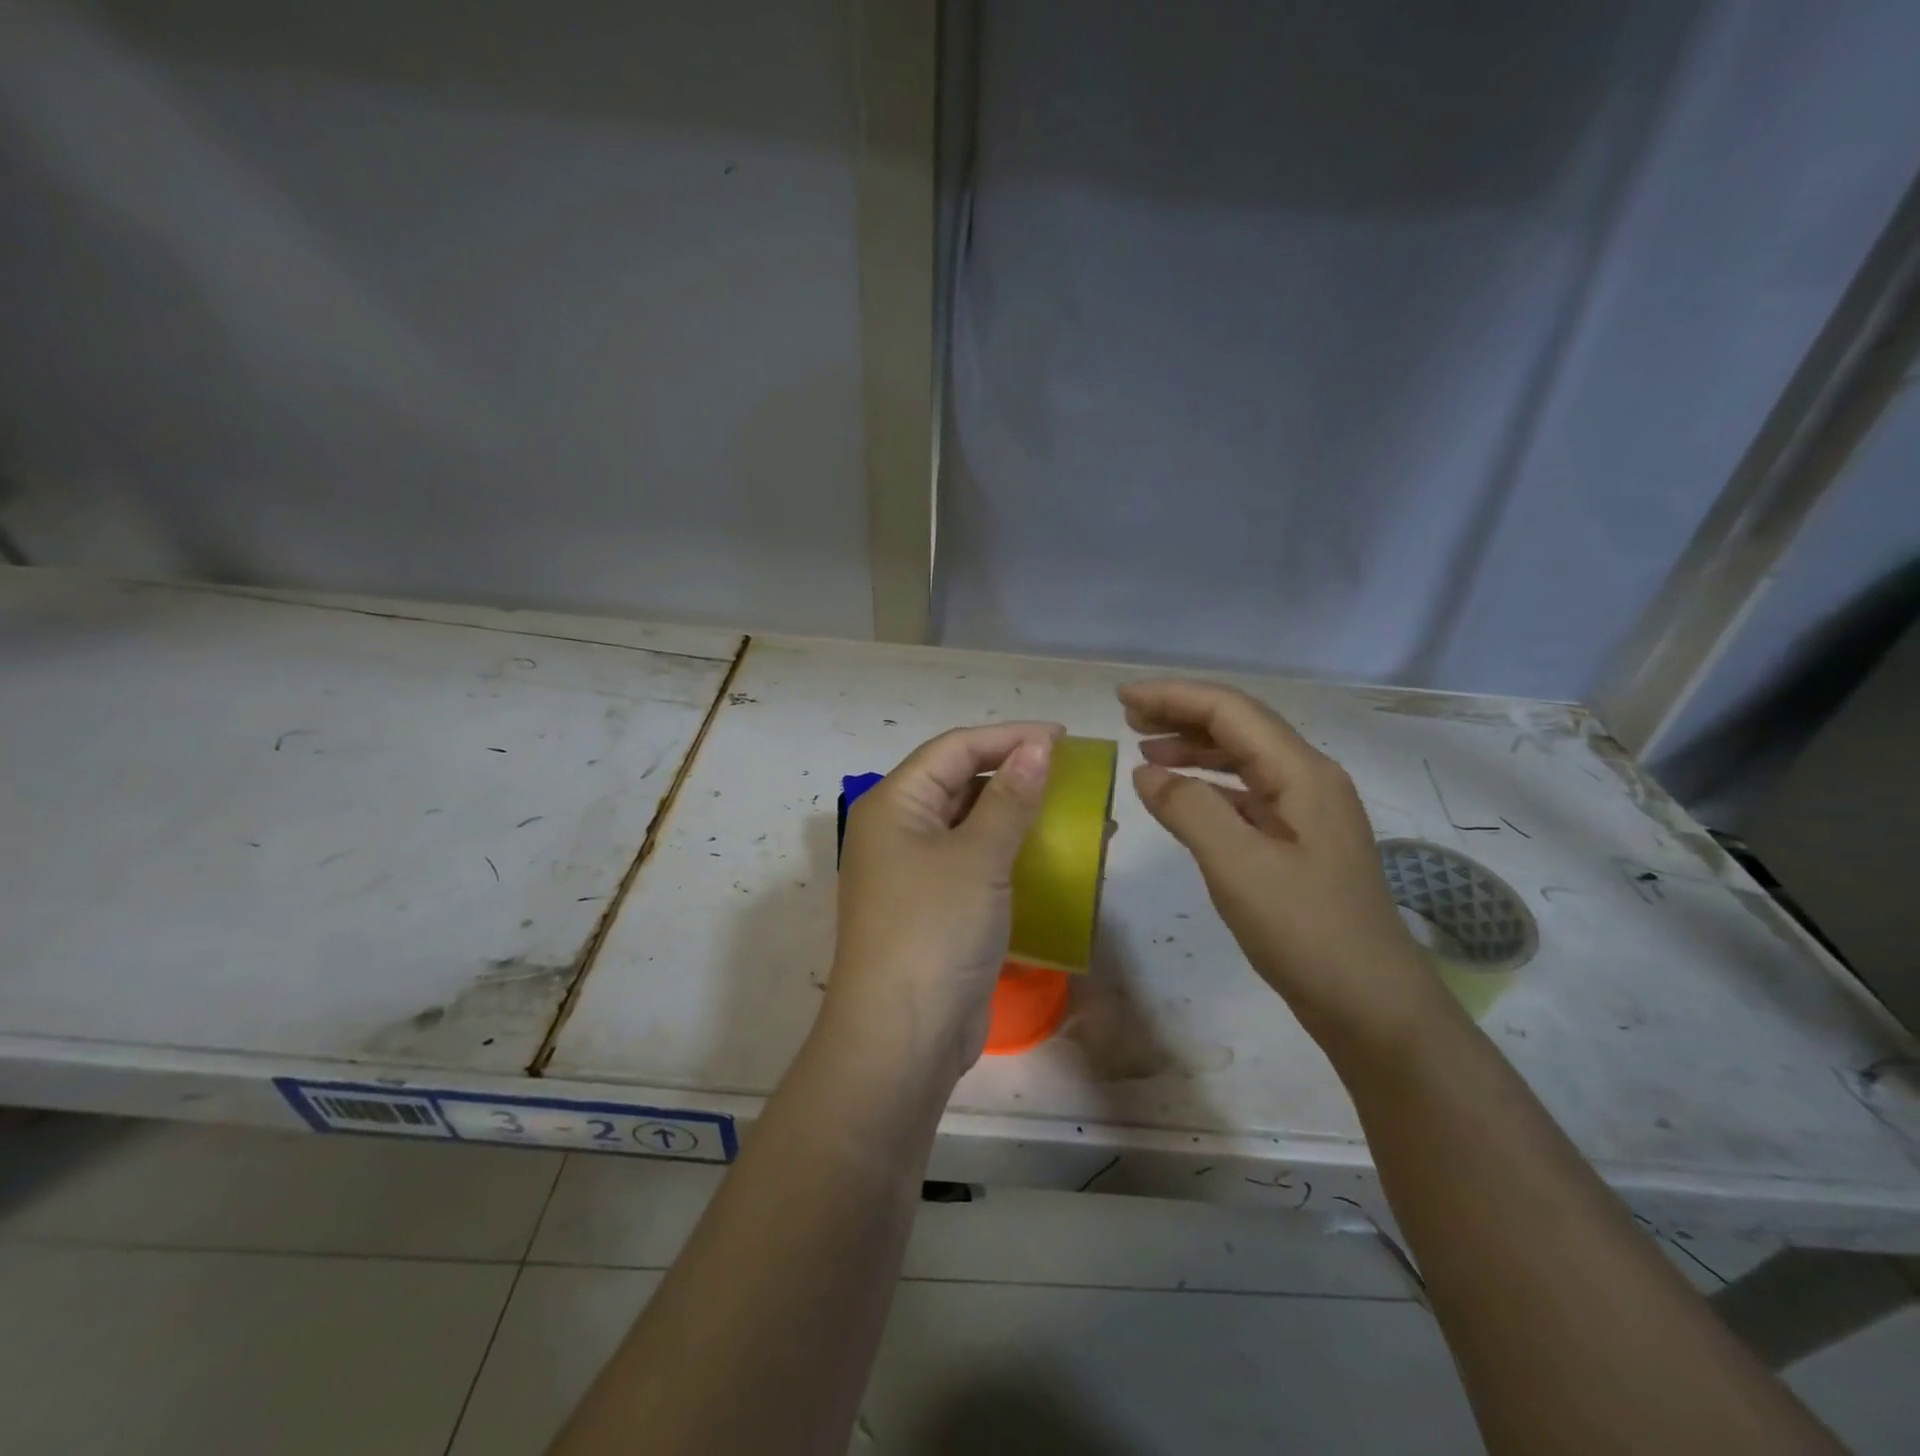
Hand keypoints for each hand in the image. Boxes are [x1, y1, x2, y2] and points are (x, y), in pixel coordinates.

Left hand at [825, 722, 1062, 1084]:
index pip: (955, 749)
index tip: (1064, 738)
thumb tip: (1037, 746)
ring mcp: (915, 872)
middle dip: (1018, 775)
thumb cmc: (934, 930)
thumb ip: (1010, 798)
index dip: (1009, 737)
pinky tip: (1055, 859)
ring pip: (973, 825)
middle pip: (961, 782)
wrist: (901, 1038)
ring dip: (1022, 817)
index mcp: (894, 804)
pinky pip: (978, 864)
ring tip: (1078, 816)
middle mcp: (899, 830)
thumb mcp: (978, 857)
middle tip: (1074, 776)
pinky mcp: (936, 908)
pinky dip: (1014, 855)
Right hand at [1120, 680, 1440, 1053]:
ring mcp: (1306, 811)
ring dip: (1193, 747)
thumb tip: (1146, 772)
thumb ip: (1188, 809)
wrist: (1371, 1005)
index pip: (1231, 711)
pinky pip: (1245, 794)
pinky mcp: (1297, 841)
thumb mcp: (1238, 866)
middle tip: (1128, 718)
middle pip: (1239, 727)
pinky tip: (1178, 795)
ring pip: (1242, 759)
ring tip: (1144, 749)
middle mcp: (1308, 779)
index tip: (1122, 698)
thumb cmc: (1306, 931)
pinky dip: (1206, 785)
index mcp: (1302, 773)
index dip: (1174, 697)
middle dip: (1182, 714)